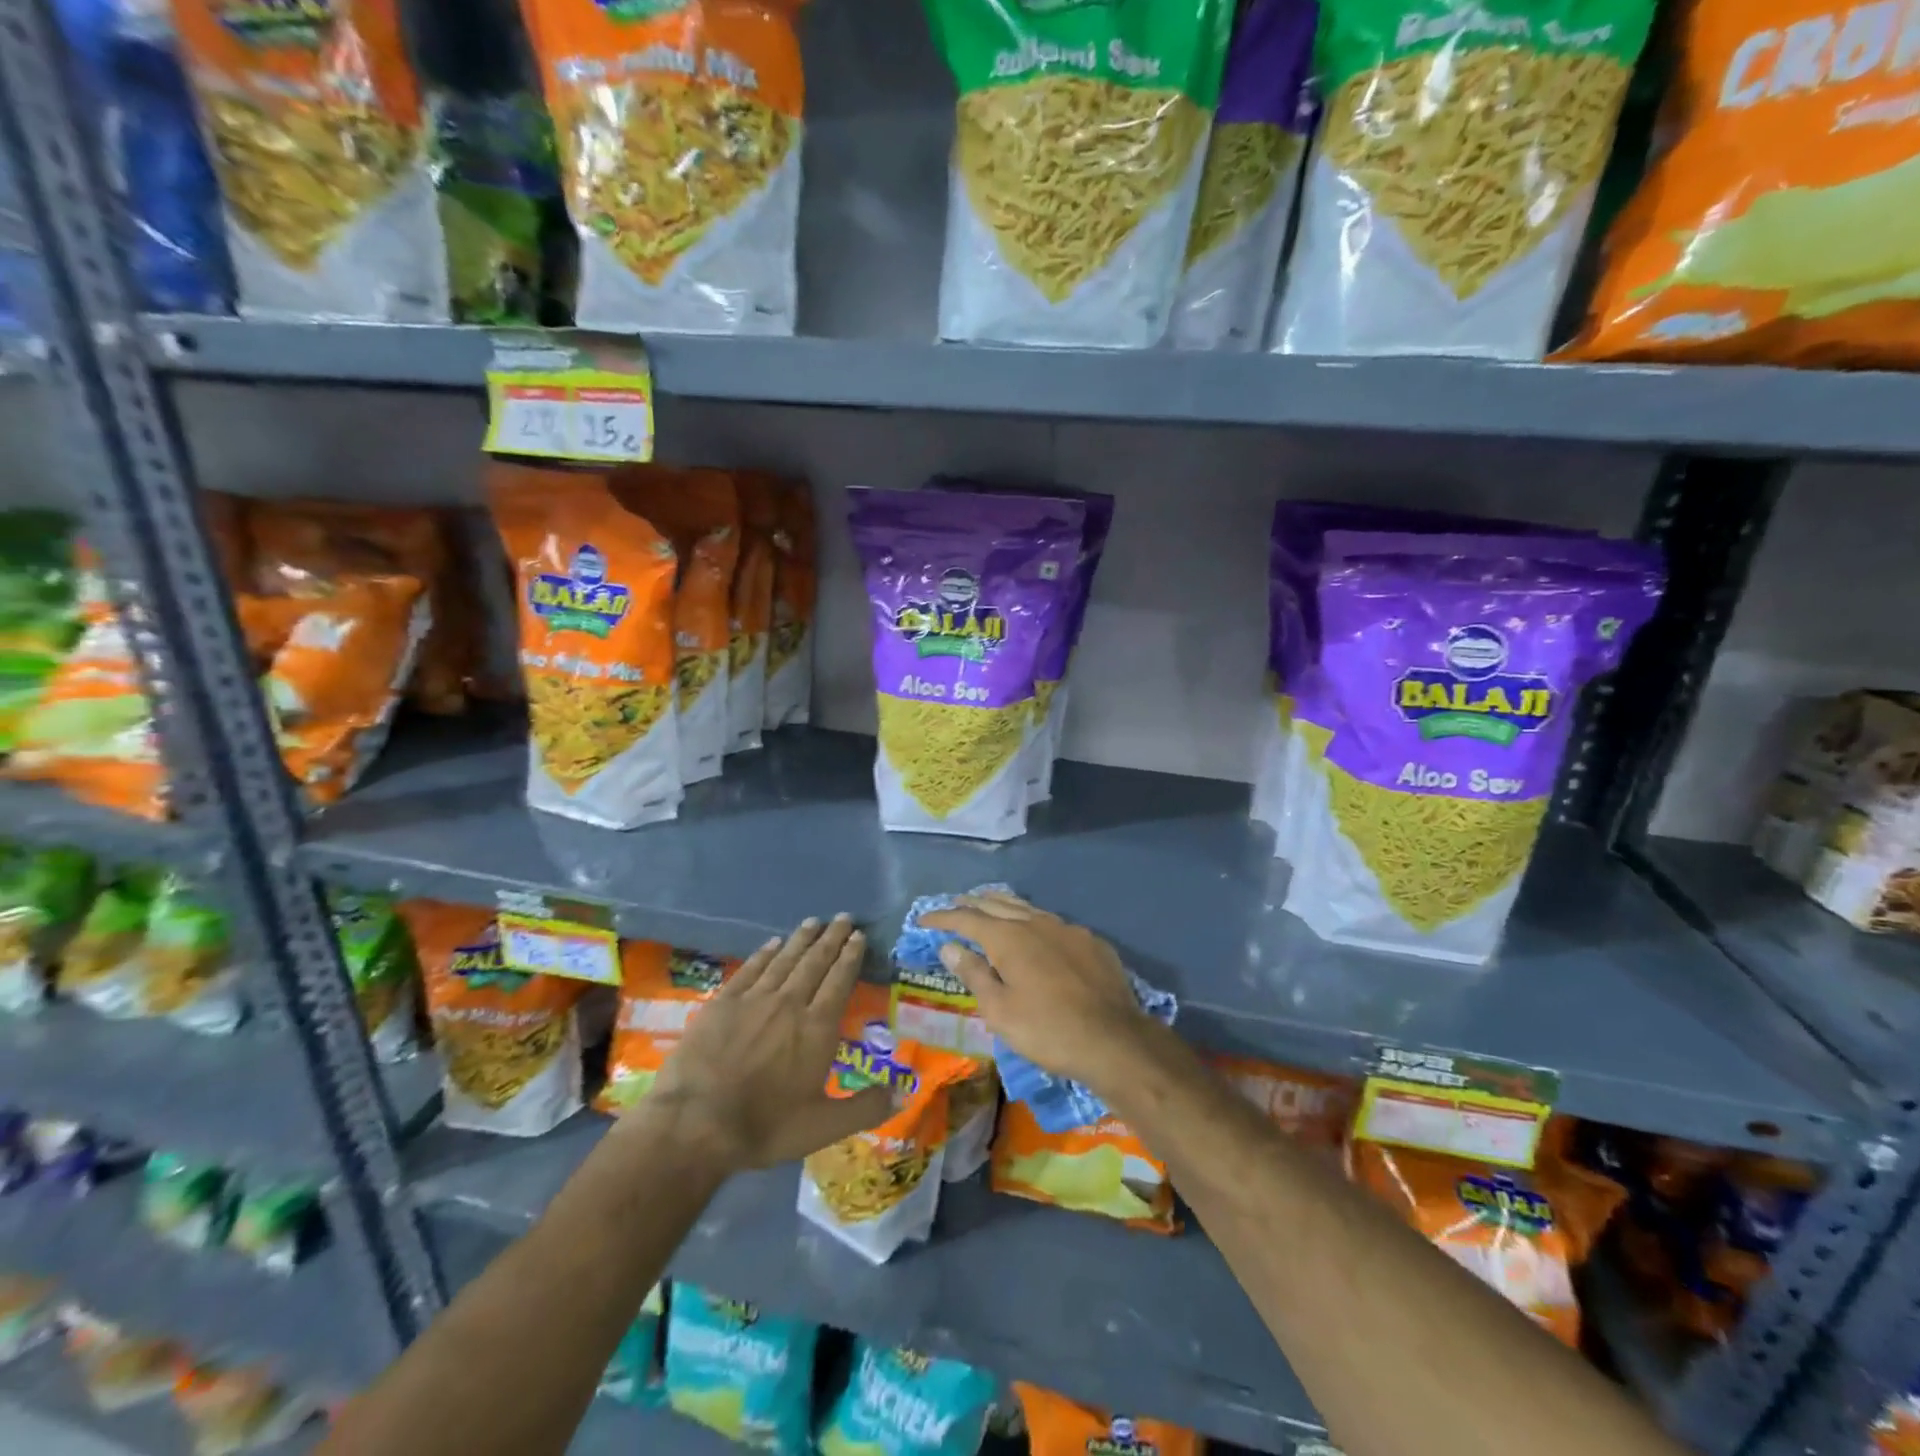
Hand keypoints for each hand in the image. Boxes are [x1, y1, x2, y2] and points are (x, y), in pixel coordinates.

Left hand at [639, 917, 890, 1172]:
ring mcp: (754, 999)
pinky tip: (772, 943)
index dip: (850, 956)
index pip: (839, 981)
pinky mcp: (723, 1002)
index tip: (858, 935)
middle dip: (831, 938)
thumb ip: (866, 1108)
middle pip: (815, 962)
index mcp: (817, 1028)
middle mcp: (790, 1003)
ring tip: (814, 921)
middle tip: (843, 917)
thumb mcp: (823, 1127)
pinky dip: (765, 953)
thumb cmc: (765, 1126)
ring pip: (784, 959)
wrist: (696, 1123)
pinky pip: (750, 969)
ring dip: (801, 939)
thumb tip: (904, 1092)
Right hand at [919, 891, 1153, 1092]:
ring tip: (989, 905)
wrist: (1114, 1040)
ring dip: (1003, 905)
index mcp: (1009, 938)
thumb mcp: (1000, 1010)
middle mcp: (1036, 923)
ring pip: (1027, 908)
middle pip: (997, 904)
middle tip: (954, 905)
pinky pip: (1053, 922)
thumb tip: (950, 946)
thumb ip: (974, 974)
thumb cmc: (1047, 1030)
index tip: (923, 920)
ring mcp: (1067, 928)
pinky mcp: (1091, 941)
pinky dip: (1033, 921)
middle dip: (972, 903)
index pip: (967, 919)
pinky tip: (1035, 931)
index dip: (943, 918)